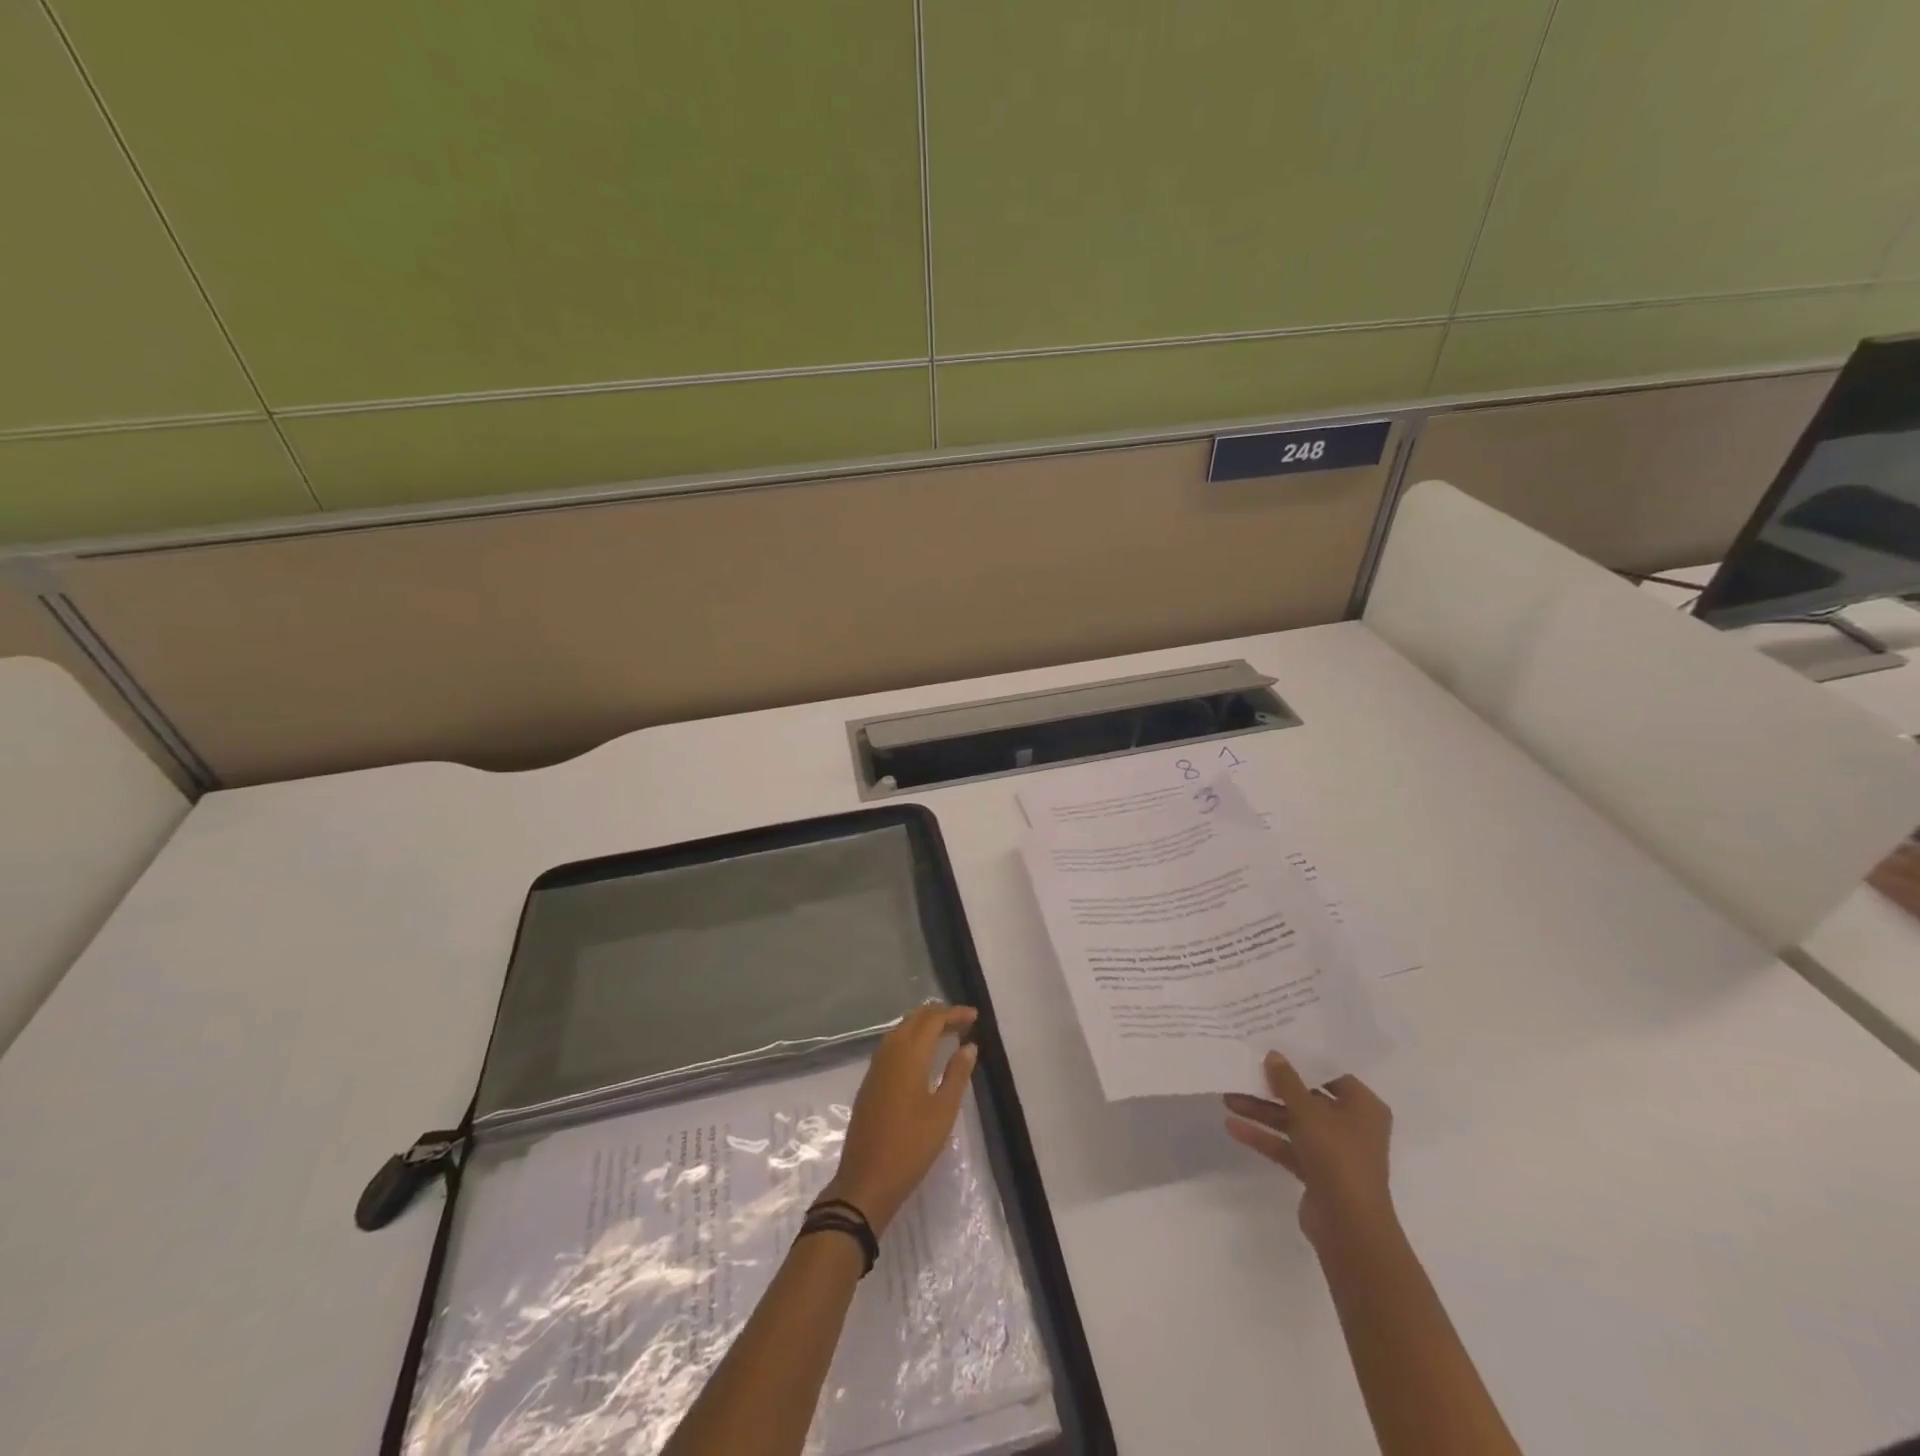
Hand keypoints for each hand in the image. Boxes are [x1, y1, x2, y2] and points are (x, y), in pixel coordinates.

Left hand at [822, 1004, 978, 1233]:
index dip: (954, 1014)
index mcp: (909, 1054)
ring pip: (900, 1030)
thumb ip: (957, 1074)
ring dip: (923, 1026)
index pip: (933, 1020)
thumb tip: (969, 1046)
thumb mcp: (943, 1112)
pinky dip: (910, 1039)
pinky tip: (921, 1055)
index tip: (975, 1016)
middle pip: (914, 1019)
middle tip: (963, 1022)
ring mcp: (876, 1066)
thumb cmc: (911, 1146)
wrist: (866, 1180)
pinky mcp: (870, 1081)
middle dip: (939, 1015)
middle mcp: (889, 1052)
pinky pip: (891, 1046)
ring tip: (946, 1034)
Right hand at [1223, 1052, 1394, 1249]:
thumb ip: (1287, 1081)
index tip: (1271, 1047)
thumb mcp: (1307, 1111)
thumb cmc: (1336, 1156)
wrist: (1348, 1226)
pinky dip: (1265, 1137)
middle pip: (1307, 1099)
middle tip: (1243, 1072)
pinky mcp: (1318, 1173)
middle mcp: (1352, 1126)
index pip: (1329, 1074)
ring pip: (1294, 1123)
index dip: (1301, 1061)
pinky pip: (1288, 1147)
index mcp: (1363, 1106)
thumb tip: (1273, 1054)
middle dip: (1272, 1089)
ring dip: (1263, 1112)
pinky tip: (1233, 1128)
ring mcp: (1334, 1151)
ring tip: (1227, 1099)